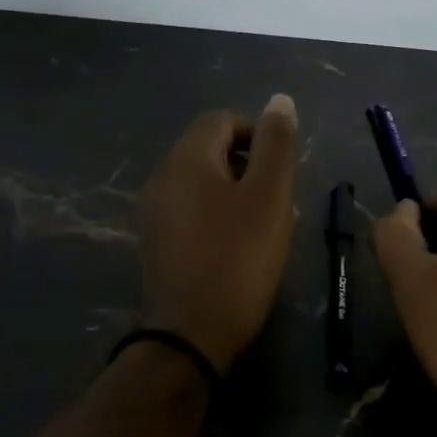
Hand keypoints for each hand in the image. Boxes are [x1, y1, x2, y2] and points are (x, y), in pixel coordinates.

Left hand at [138, 95, 300, 373]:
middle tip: (281, 201)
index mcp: (187, 158)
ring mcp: (154, 212)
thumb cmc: (237, 258)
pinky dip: (218, 217)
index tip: (283, 168)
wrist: (190, 335)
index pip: (222, 119)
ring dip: (238, 194)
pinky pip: (191, 212)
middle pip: (210, 151)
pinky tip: (240, 248)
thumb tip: (279, 100)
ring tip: (268, 227)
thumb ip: (276, 144)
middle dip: (250, 166)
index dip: (257, 133)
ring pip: (203, 184)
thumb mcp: (269, 196)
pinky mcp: (156, 243)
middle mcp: (162, 177)